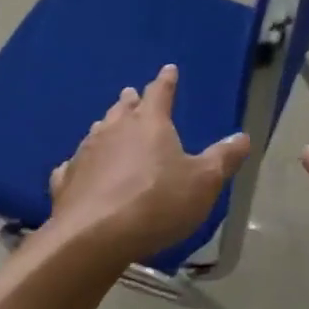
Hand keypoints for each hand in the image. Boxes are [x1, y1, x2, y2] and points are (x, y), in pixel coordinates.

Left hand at [48, 64, 250, 260]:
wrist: (95, 237)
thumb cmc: (158, 202)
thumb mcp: (203, 182)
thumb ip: (223, 158)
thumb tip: (243, 137)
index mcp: (149, 123)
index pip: (160, 92)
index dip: (166, 81)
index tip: (169, 70)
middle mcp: (114, 130)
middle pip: (123, 108)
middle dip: (131, 101)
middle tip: (133, 95)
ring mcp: (86, 154)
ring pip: (97, 132)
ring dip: (106, 127)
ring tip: (109, 125)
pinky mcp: (65, 182)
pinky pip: (74, 165)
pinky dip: (81, 163)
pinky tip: (78, 168)